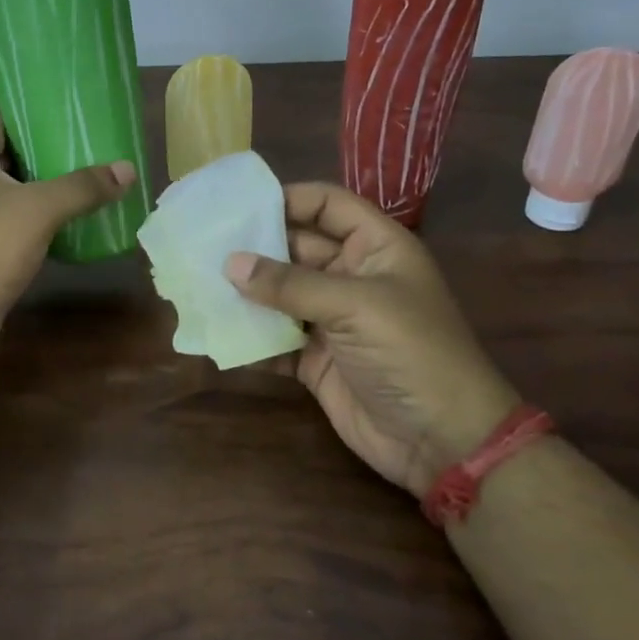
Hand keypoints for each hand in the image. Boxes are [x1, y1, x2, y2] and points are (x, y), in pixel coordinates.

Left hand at [0, 117, 135, 367]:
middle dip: (49, 157)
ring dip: (45, 194)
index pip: (3, 121)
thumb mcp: (39, 209)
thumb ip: (83, 186)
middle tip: (94, 154)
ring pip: (11, 195)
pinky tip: (69, 228)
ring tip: (90, 187)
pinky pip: (9, 227)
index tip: (76, 121)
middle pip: (9, 158)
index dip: (37, 118)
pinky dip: (36, 225)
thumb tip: (128, 169)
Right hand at [226, 183, 519, 497]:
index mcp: (375, 248)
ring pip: (280, 295)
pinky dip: (249, 337)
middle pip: (295, 249)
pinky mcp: (315, 359)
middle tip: (202, 246)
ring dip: (245, 292)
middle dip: (253, 247)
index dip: (287, 199)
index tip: (238, 206)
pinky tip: (215, 332)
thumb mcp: (355, 307)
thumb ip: (290, 284)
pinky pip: (275, 339)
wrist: (441, 440)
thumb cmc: (411, 353)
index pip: (327, 205)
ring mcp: (332, 320)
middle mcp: (351, 277)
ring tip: (197, 283)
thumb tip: (230, 263)